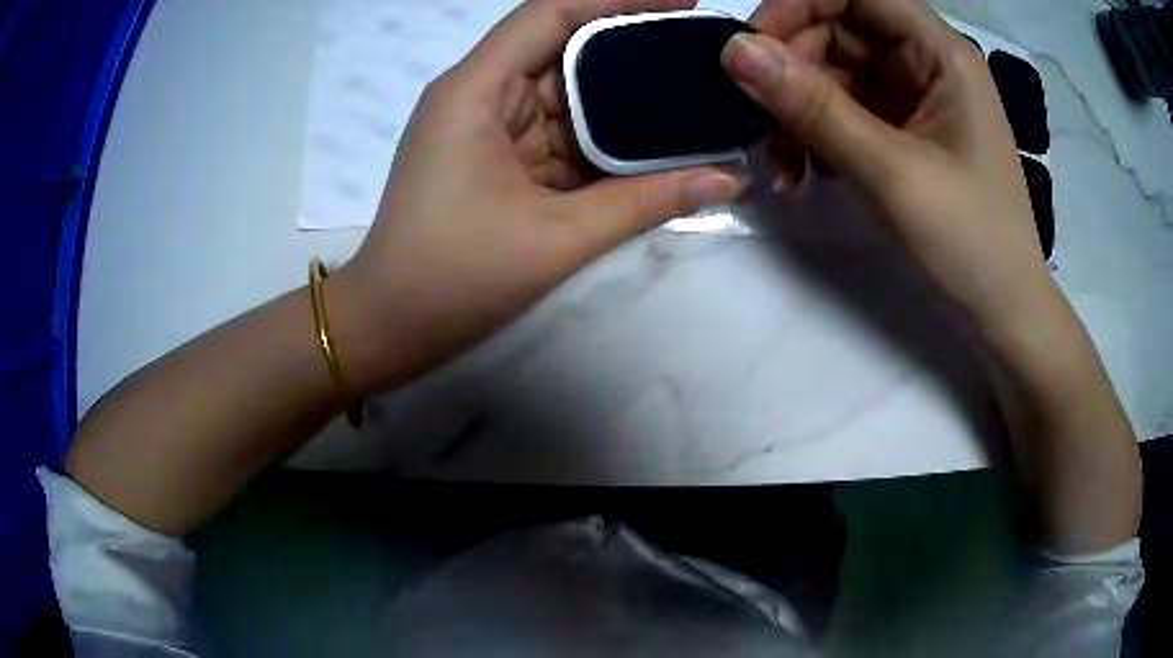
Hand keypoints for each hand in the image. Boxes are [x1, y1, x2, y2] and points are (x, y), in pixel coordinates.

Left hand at [331, 0, 742, 391]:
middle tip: (699, 59)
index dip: (618, 0)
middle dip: (631, 52)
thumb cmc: (454, 278)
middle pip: (562, 49)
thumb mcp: (558, 236)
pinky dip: (598, 140)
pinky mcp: (493, 158)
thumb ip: (647, 202)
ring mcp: (485, 127)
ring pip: (563, 96)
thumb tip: (730, 179)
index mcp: (477, 89)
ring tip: (690, 100)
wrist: (390, 325)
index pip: (551, 14)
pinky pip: (554, 133)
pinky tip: (649, 145)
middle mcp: (479, 93)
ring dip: (620, 101)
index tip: (682, 3)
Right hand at [722, 0, 1054, 331]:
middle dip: (791, 71)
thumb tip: (735, 50)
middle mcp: (925, 64)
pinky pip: (844, 112)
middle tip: (756, 122)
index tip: (751, 48)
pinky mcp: (902, 133)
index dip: (799, 6)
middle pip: (838, 32)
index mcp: (940, 53)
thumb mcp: (889, 171)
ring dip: (796, 111)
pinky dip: (815, 135)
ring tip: (780, 166)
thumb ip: (813, 105)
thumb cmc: (967, 240)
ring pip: (834, 75)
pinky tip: (803, 173)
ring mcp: (913, 99)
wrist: (1001, 312)